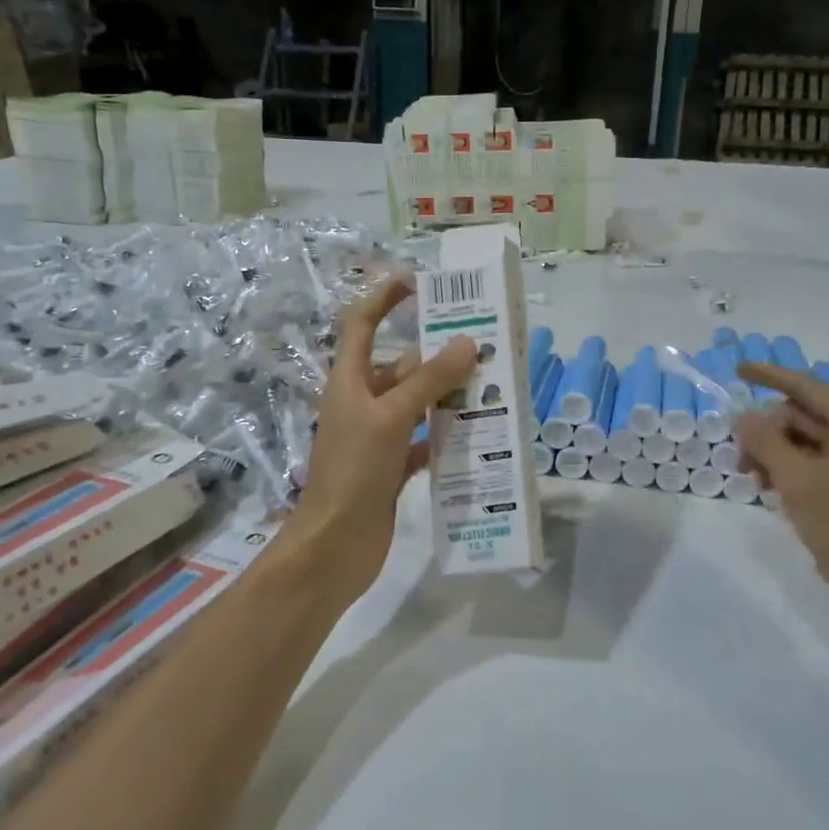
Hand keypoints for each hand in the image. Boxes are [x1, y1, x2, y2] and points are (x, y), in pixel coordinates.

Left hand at [279, 274, 476, 598]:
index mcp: (350, 382)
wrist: (334, 547)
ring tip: (494, 386)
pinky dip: (449, 434)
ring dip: (450, 395)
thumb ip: (428, 380)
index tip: (419, 281)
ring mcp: (379, 437)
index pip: (362, 324)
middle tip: (485, 345)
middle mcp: (363, 403)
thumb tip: (467, 342)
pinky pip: (426, 439)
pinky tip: (480, 433)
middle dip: (439, 354)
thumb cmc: (353, 472)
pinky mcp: (394, 467)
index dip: (385, 298)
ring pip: (419, 403)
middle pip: (402, 366)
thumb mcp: (390, 417)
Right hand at [733, 362, 828, 635]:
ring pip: (804, 445)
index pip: (806, 387)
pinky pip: (813, 468)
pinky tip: (771, 493)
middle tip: (741, 461)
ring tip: (753, 483)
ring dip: (774, 455)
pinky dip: (788, 474)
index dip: (770, 376)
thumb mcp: (796, 479)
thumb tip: (743, 417)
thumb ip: (765, 441)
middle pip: (802, 417)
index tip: (737, 369)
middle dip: (767, 431)